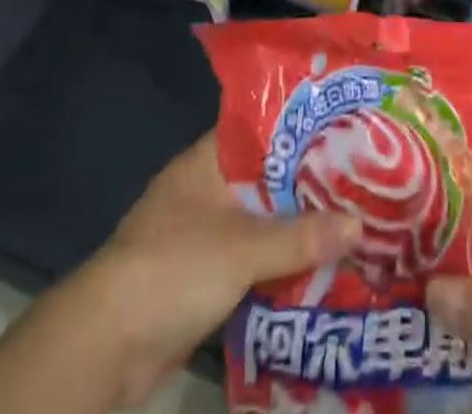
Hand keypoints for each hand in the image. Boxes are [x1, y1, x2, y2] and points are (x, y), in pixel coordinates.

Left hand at [0, 132, 361, 413]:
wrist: (107, 346)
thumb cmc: (174, 268)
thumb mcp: (243, 247)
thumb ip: (301, 236)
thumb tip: (360, 225)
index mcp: (209, 160)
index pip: (263, 128)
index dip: (303, 126)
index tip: (346, 126)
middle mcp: (207, 189)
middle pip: (268, 178)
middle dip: (310, 183)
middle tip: (365, 180)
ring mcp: (204, 234)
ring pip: (263, 222)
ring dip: (299, 228)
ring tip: (354, 223)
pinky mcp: (204, 279)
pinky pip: (254, 261)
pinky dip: (282, 265)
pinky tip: (322, 270)